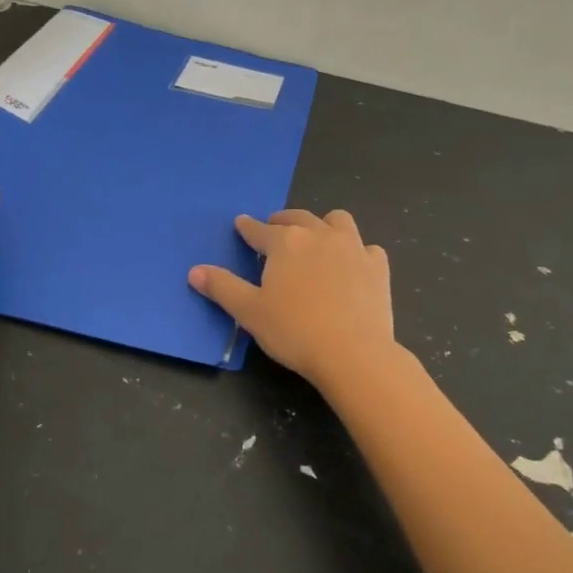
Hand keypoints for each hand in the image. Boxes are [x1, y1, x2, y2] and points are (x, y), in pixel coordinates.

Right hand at [189, 209, 395, 390]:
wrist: (353, 353)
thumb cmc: (295, 331)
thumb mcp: (249, 312)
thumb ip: (222, 287)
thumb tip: (195, 270)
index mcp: (285, 242)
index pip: (259, 230)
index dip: (247, 228)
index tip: (241, 224)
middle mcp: (319, 235)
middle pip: (297, 218)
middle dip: (283, 221)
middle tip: (275, 229)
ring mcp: (353, 247)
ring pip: (337, 221)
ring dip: (324, 225)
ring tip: (317, 238)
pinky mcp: (377, 266)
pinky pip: (367, 248)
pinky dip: (357, 251)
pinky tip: (353, 265)